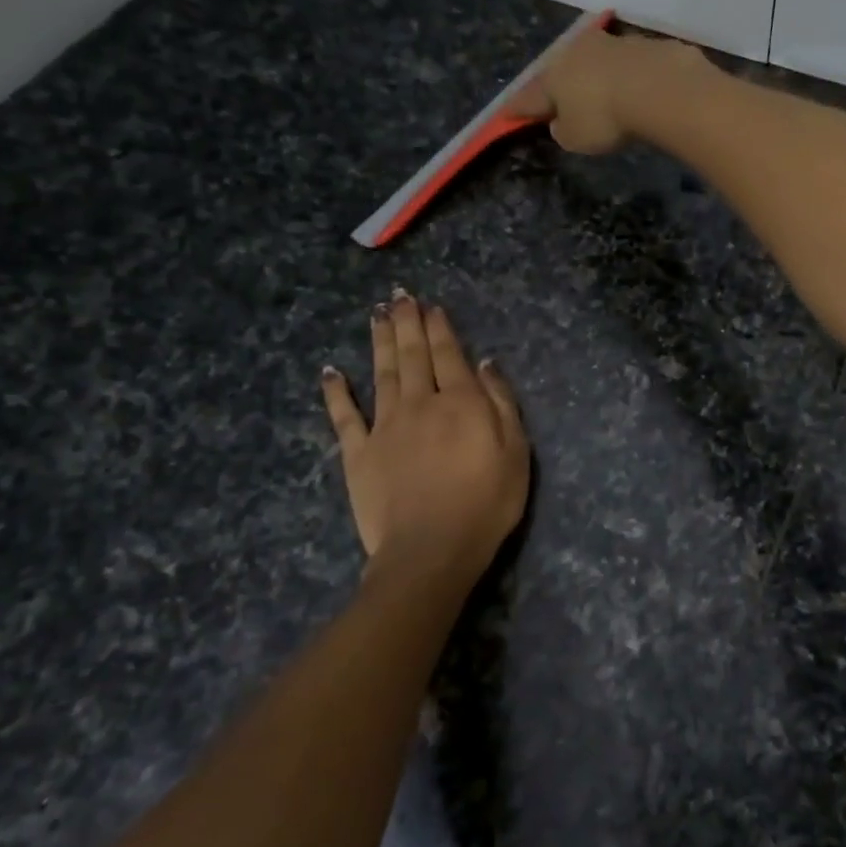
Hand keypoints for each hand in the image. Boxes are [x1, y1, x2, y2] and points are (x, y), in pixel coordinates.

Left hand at [321, 291, 528, 569]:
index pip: (449, 355)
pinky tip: (330, 371)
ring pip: (381, 373)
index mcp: (461, 402)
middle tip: (399, 296)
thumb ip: (501, 403)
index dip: (440, 328)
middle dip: (407, 323)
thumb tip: (486, 363)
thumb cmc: (486, 504)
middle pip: (412, 355)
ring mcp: (385, 427)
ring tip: (376, 315)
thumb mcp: (516, 453)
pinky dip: (336, 392)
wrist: (431, 550)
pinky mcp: (358, 453)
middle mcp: (420, 404)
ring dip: (379, 342)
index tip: (431, 305)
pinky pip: (344, 416)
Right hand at [517, 27, 715, 154]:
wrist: (660, 87)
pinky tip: (639, 89)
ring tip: (605, 94)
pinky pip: (631, 64)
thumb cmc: (606, 118)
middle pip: (564, 70)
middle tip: (563, 100)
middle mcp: (579, 50)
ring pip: (598, 61)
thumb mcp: (575, 138)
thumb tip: (561, 122)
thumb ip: (563, 131)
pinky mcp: (647, 45)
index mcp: (554, 74)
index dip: (520, 107)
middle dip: (562, 85)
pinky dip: (630, 76)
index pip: (531, 95)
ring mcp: (614, 43)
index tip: (509, 112)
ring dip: (598, 76)